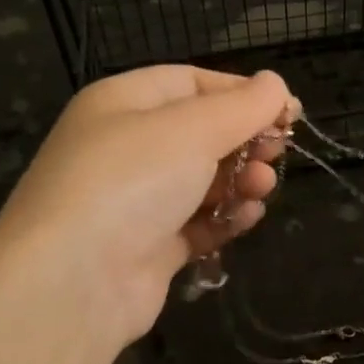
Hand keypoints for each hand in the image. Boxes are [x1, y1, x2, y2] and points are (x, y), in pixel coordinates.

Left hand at [0, 65, 294, 342]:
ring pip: (202, 181)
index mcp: (124, 103)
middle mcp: (126, 148)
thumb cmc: (132, 181)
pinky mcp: (147, 247)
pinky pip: (196, 224)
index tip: (288, 110)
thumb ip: (242, 106)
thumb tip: (276, 84)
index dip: (242, 93)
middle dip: (245, 141)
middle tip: (276, 153)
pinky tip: (247, 219)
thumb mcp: (192, 128)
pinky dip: (224, 219)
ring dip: (239, 181)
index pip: (192, 83)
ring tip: (261, 188)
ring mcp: (135, 201)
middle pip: (201, 134)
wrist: (74, 280)